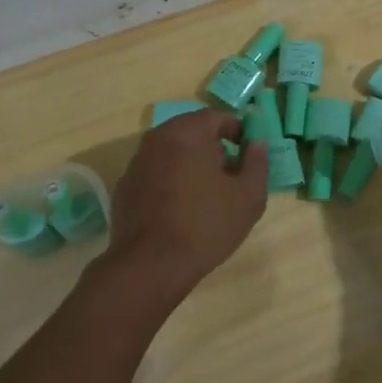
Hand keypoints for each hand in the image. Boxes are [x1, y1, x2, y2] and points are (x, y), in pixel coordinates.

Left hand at [102, 110, 267, 295]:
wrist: (150, 265)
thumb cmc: (206, 225)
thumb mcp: (248, 196)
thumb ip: (257, 162)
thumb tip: (257, 142)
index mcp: (187, 133)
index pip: (216, 117)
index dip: (237, 131)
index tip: (248, 153)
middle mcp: (156, 139)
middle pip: (191, 132)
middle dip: (213, 147)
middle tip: (230, 174)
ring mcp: (136, 163)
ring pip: (171, 152)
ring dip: (190, 164)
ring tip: (206, 195)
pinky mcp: (125, 187)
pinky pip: (155, 173)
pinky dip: (170, 181)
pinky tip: (180, 209)